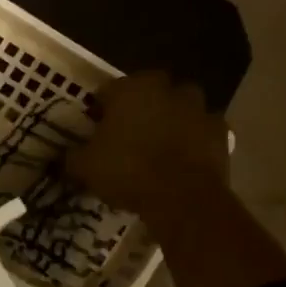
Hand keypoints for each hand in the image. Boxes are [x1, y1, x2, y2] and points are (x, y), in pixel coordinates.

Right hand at [65, 72, 230, 226]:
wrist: (182, 197)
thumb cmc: (127, 171)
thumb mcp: (84, 167)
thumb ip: (72, 156)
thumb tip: (65, 156)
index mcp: (130, 89)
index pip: (108, 90)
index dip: (99, 109)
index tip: (95, 128)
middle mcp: (166, 89)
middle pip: (148, 92)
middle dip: (139, 108)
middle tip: (126, 134)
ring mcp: (198, 108)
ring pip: (179, 107)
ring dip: (169, 119)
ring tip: (157, 145)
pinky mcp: (220, 131)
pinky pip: (201, 129)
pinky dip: (193, 138)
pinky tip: (181, 158)